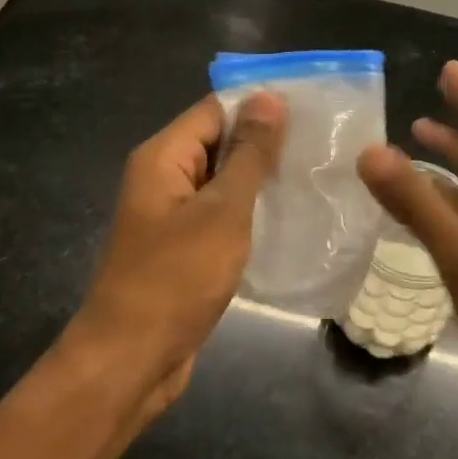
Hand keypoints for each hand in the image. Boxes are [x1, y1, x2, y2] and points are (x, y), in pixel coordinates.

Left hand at [71, 91, 286, 415]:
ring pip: (224, 180)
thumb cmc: (175, 278)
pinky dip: (252, 211)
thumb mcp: (221, 211)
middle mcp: (165, 177)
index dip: (261, 104)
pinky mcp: (185, 246)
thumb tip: (269, 97)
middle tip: (325, 143)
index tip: (313, 108)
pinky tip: (293, 215)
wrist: (131, 361)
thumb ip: (248, 154)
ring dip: (263, 178)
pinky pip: (222, 214)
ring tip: (317, 173)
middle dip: (267, 141)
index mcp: (164, 157)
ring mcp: (174, 214)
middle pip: (219, 141)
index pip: (216, 109)